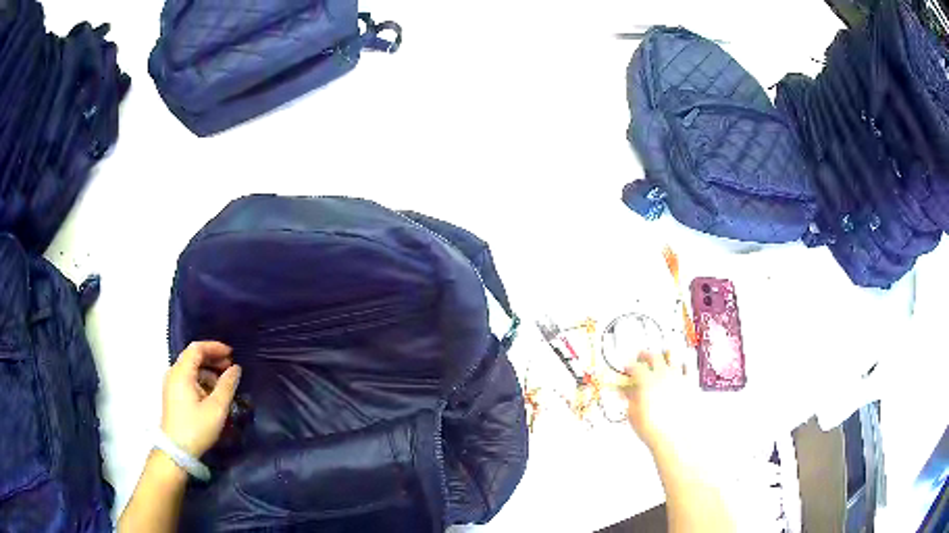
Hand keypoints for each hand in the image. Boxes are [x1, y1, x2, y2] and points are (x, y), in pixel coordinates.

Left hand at [161, 341, 240, 457]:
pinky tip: (213, 394)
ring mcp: (171, 384)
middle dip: (213, 359)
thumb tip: (236, 369)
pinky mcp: (172, 394)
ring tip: (224, 383)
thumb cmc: (196, 428)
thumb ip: (227, 385)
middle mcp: (174, 373)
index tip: (232, 353)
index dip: (215, 347)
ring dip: (208, 371)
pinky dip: (201, 380)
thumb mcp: (216, 408)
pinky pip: (187, 379)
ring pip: (191, 368)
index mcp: (182, 372)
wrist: (176, 451)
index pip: (197, 348)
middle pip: (193, 356)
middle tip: (231, 367)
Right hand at [620, 350, 691, 451]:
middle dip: (647, 355)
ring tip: (661, 363)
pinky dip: (681, 369)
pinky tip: (679, 371)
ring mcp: (679, 379)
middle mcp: (664, 375)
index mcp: (647, 380)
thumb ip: (629, 398)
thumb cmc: (653, 428)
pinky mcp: (690, 386)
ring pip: (673, 361)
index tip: (627, 369)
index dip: (629, 366)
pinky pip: (687, 371)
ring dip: (665, 360)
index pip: (636, 366)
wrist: (674, 438)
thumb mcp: (633, 414)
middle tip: (642, 356)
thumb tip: (627, 392)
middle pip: (655, 357)